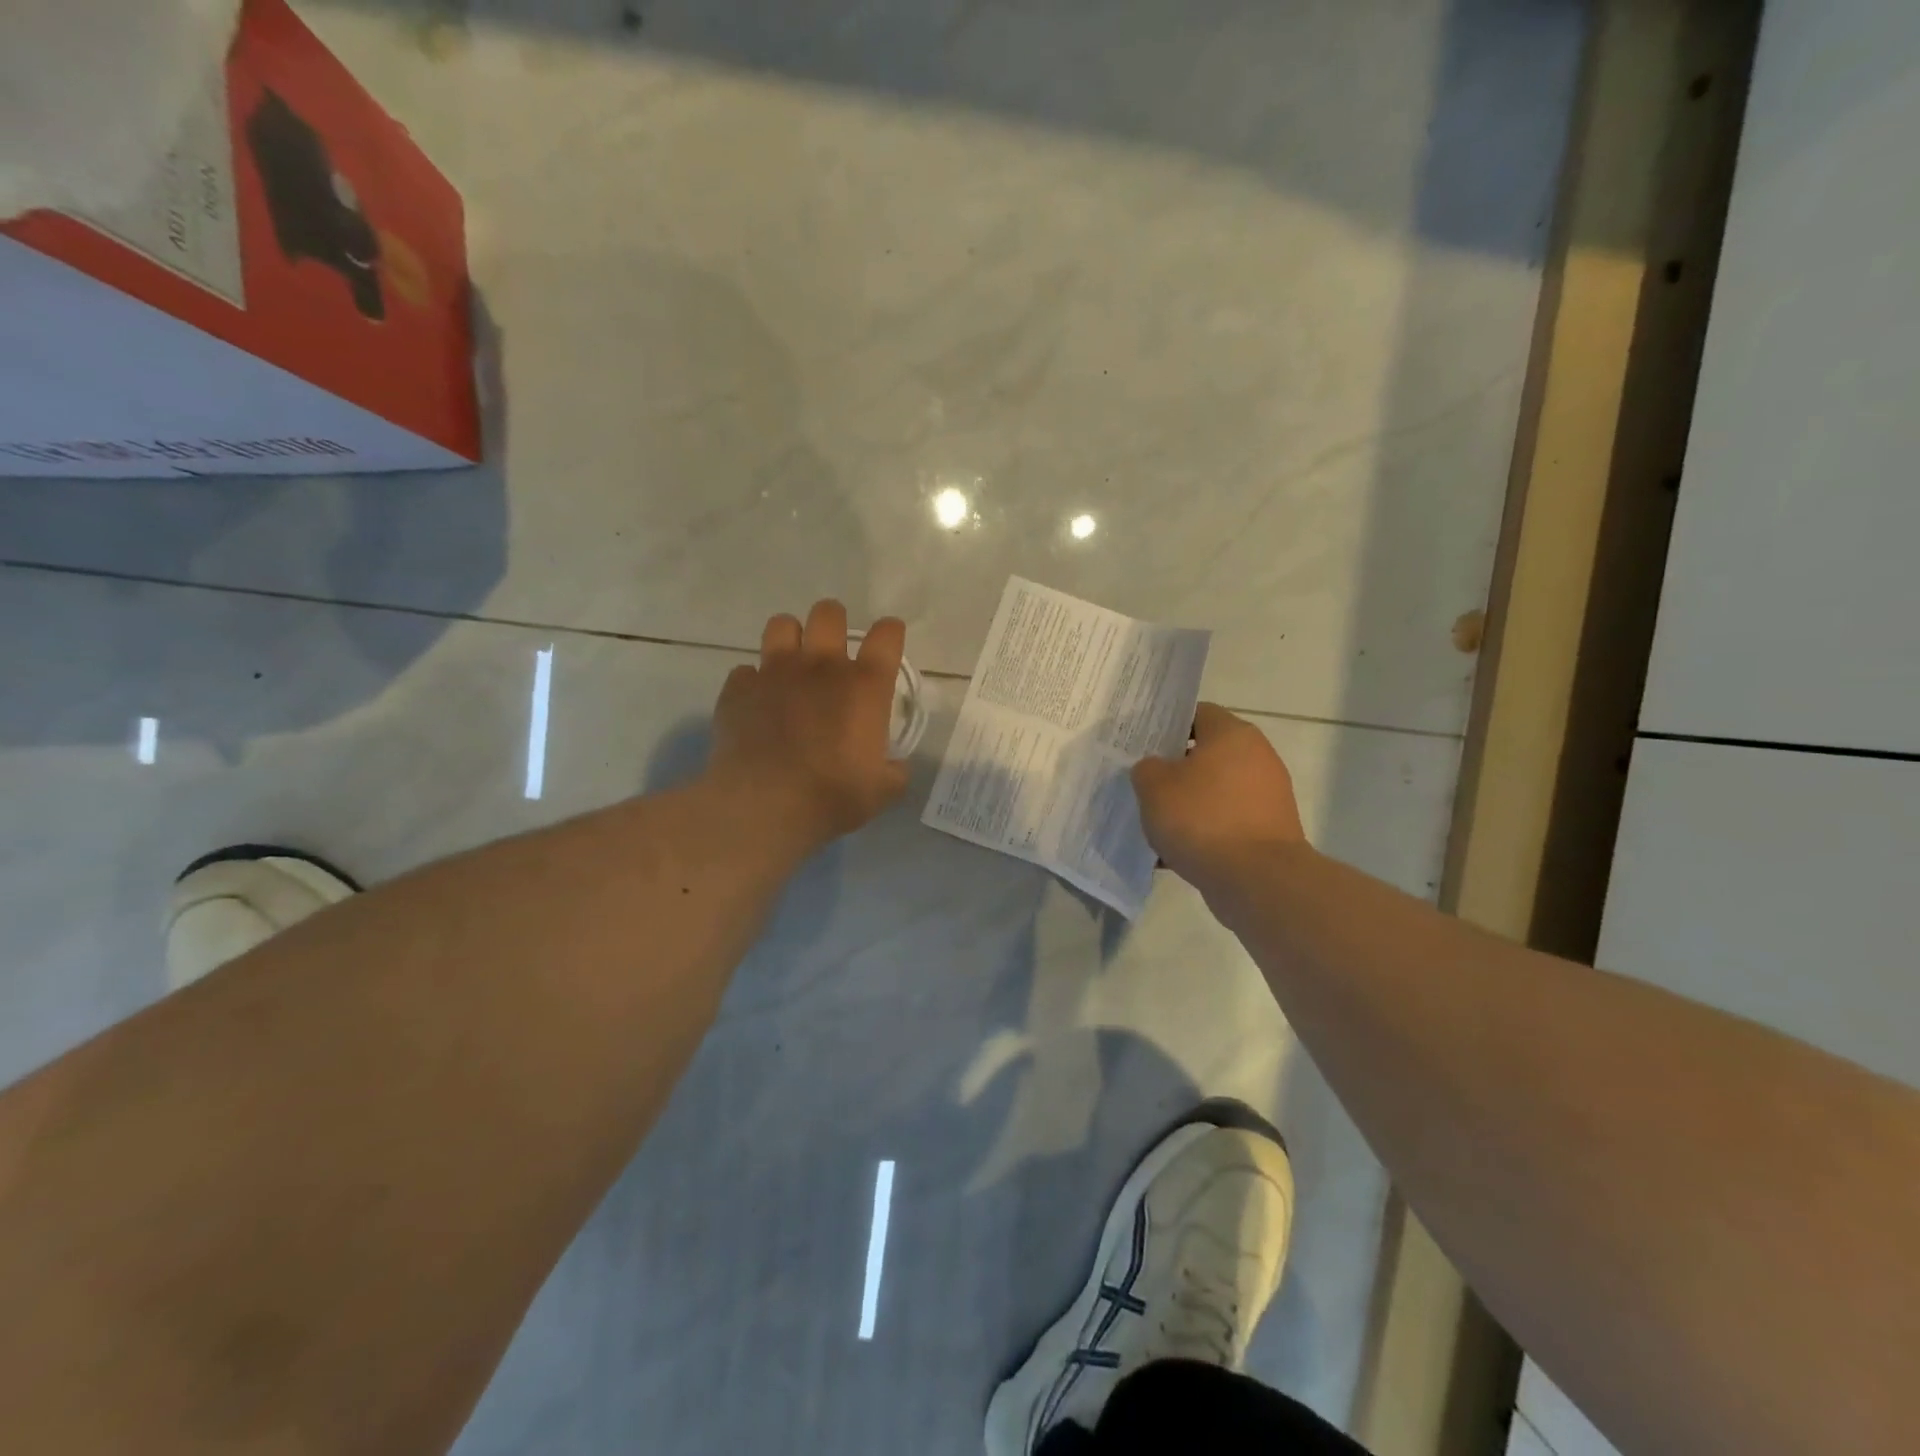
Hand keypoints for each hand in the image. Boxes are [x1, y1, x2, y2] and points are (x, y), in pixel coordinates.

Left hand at [708, 600, 909, 849]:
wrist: (764, 804)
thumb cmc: (832, 796)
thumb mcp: (882, 791)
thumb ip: (893, 771)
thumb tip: (893, 766)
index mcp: (864, 686)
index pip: (886, 636)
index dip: (889, 633)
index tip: (887, 642)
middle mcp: (821, 666)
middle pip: (828, 613)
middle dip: (834, 622)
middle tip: (833, 649)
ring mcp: (774, 672)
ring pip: (781, 624)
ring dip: (790, 638)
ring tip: (792, 664)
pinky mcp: (738, 688)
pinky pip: (745, 671)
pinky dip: (753, 683)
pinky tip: (757, 704)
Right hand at [1131, 703, 1308, 888]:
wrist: (1257, 879)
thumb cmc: (1202, 819)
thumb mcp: (1154, 786)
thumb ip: (1147, 769)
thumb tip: (1155, 770)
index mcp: (1233, 734)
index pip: (1197, 713)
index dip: (1167, 726)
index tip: (1143, 745)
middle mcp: (1258, 757)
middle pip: (1207, 754)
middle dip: (1175, 770)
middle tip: (1144, 784)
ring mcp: (1268, 795)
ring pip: (1215, 792)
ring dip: (1188, 805)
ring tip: (1156, 824)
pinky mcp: (1269, 830)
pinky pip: (1227, 823)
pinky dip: (1204, 833)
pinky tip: (1176, 853)